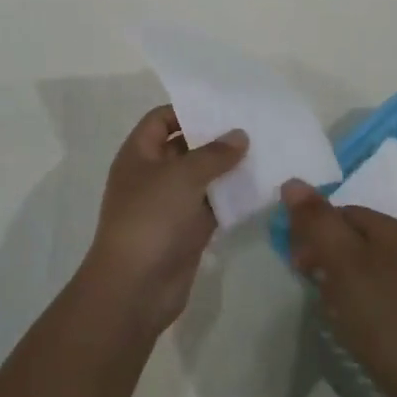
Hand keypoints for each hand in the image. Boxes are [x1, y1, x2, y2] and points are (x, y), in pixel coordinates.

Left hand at [83, 106, 248, 334]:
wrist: (135, 288)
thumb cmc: (151, 218)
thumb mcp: (183, 176)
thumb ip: (214, 153)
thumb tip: (240, 135)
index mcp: (139, 154)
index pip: (161, 119)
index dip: (188, 110)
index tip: (222, 107)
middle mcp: (152, 175)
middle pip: (184, 147)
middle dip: (214, 139)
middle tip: (251, 127)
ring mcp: (169, 205)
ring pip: (200, 178)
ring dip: (225, 169)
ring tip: (262, 153)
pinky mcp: (186, 231)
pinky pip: (210, 206)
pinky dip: (229, 198)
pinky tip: (257, 188)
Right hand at [280, 180, 396, 396]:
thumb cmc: (382, 317)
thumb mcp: (342, 263)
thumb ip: (317, 221)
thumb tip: (292, 183)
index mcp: (396, 230)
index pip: (344, 212)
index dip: (314, 228)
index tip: (294, 259)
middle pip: (355, 238)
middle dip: (325, 253)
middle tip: (304, 280)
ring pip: (365, 267)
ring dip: (338, 278)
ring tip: (324, 305)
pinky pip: (377, 294)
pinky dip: (356, 301)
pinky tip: (349, 323)